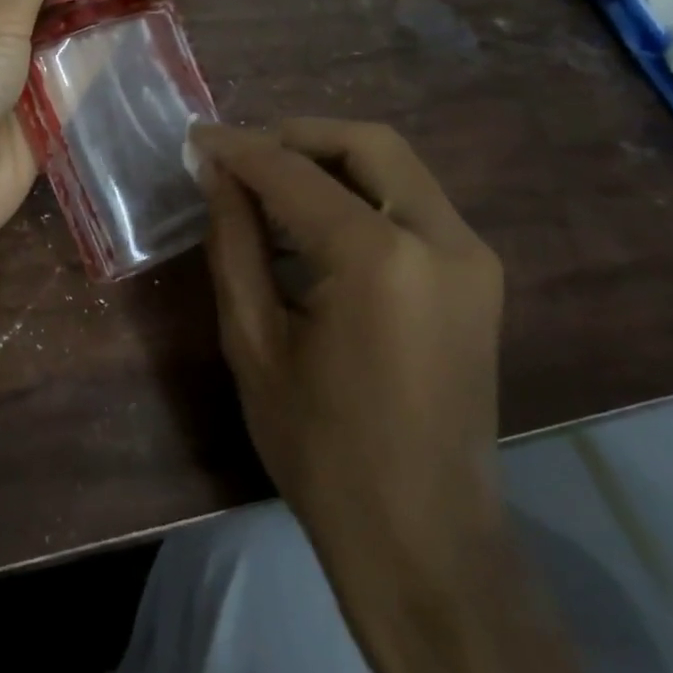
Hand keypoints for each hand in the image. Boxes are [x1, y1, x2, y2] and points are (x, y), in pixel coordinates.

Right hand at [190, 119, 504, 574]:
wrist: (422, 535)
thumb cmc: (320, 445)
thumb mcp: (254, 339)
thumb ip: (234, 242)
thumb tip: (215, 173)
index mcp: (381, 259)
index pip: (295, 173)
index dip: (239, 149)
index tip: (195, 137)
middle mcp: (442, 239)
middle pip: (367, 144)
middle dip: (295, 137)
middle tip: (239, 157)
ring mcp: (471, 256)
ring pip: (395, 167)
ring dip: (328, 162)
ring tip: (266, 186)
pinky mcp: (477, 277)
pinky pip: (411, 203)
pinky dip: (357, 193)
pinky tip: (312, 222)